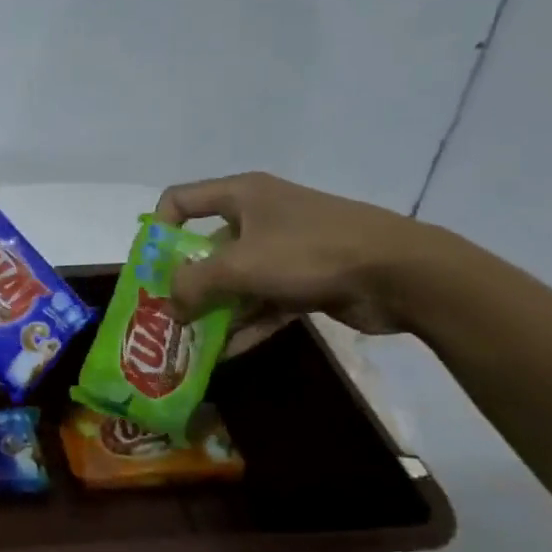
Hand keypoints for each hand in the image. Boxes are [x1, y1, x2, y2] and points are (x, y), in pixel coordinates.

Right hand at [153, 172, 442, 351]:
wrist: (400, 272)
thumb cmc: (310, 252)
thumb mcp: (239, 265)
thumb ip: (194, 284)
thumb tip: (170, 306)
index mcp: (241, 196)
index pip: (180, 200)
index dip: (158, 229)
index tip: (151, 267)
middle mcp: (259, 216)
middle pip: (205, 247)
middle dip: (184, 282)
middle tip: (166, 314)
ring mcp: (284, 250)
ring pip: (234, 280)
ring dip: (213, 310)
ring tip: (188, 342)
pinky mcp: (305, 280)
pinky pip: (262, 302)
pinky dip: (244, 325)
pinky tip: (224, 355)